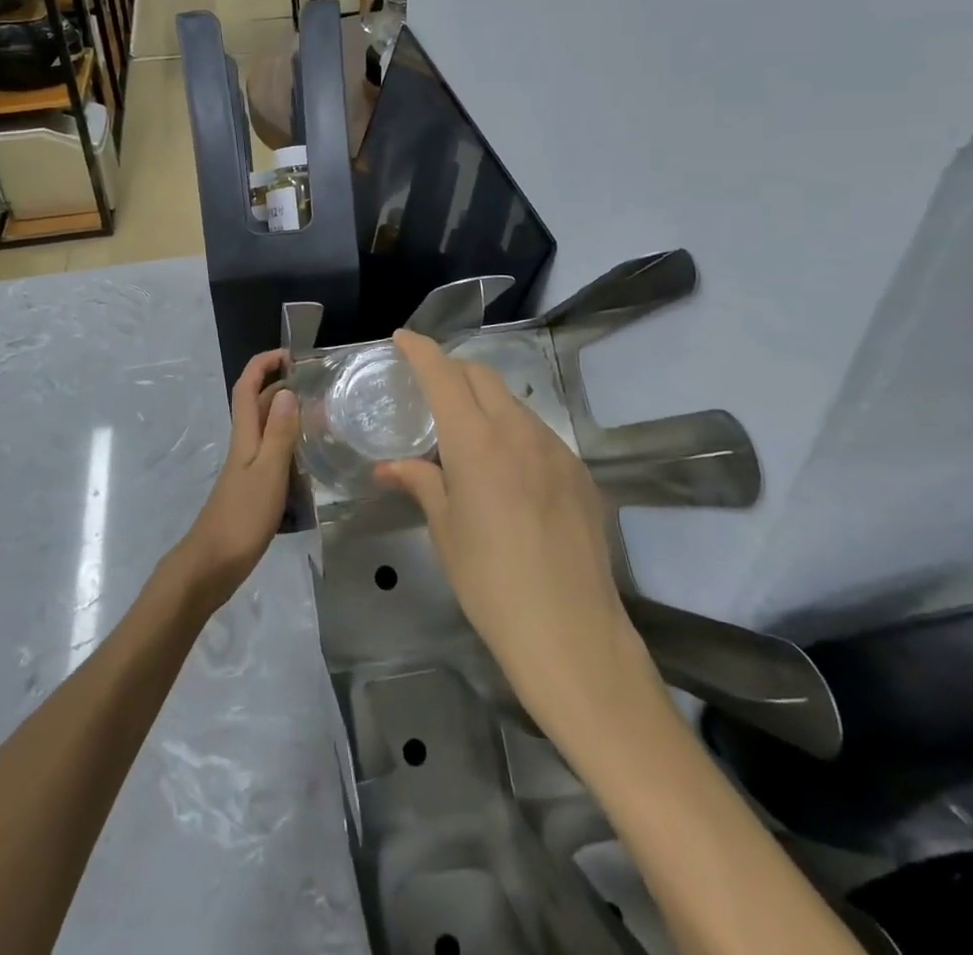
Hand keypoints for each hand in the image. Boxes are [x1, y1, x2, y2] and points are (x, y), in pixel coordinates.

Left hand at [174, 349, 299, 610]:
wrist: (212, 565)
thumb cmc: (242, 516)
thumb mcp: (268, 472)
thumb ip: (279, 433)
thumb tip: (286, 391)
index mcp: (245, 436)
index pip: (247, 387)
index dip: (263, 364)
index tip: (290, 354)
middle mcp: (244, 445)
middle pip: (257, 404)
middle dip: (280, 385)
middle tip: (317, 384)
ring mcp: (247, 467)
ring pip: (266, 428)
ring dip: (287, 414)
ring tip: (321, 414)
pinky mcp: (252, 488)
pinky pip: (272, 452)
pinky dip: (289, 444)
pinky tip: (309, 457)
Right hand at [377, 331, 656, 751]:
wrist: (572, 635)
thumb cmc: (491, 584)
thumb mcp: (446, 533)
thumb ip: (420, 484)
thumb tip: (390, 467)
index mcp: (477, 443)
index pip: (444, 375)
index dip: (422, 350)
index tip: (403, 338)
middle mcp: (519, 432)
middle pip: (483, 377)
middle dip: (453, 370)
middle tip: (429, 388)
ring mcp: (557, 451)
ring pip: (513, 404)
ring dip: (485, 402)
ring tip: (466, 436)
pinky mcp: (581, 474)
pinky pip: (539, 434)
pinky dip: (513, 432)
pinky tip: (506, 470)